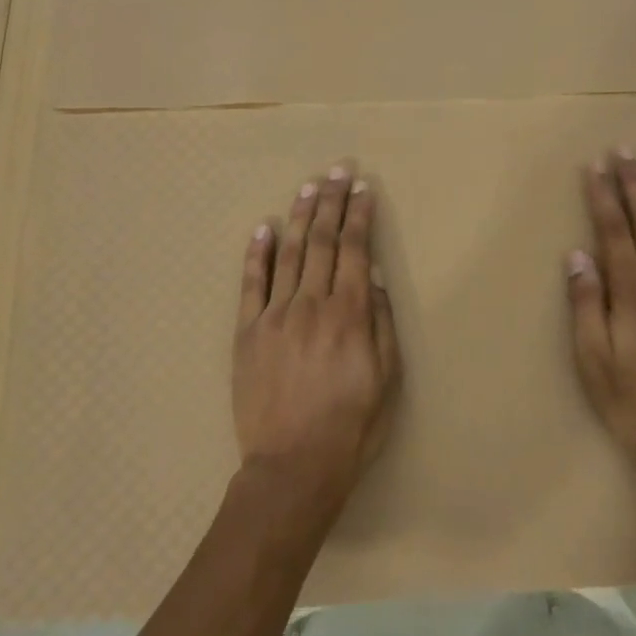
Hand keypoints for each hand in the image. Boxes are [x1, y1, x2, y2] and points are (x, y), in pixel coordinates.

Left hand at [234, 163, 401, 513]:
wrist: (293, 467)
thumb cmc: (352, 426)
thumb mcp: (387, 379)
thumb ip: (381, 322)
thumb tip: (376, 275)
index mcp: (350, 314)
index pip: (357, 250)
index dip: (360, 215)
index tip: (364, 188)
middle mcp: (313, 304)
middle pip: (324, 241)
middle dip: (332, 201)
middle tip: (338, 169)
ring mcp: (276, 316)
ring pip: (291, 253)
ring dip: (301, 216)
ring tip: (309, 185)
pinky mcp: (248, 333)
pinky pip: (252, 285)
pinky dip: (258, 254)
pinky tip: (264, 228)